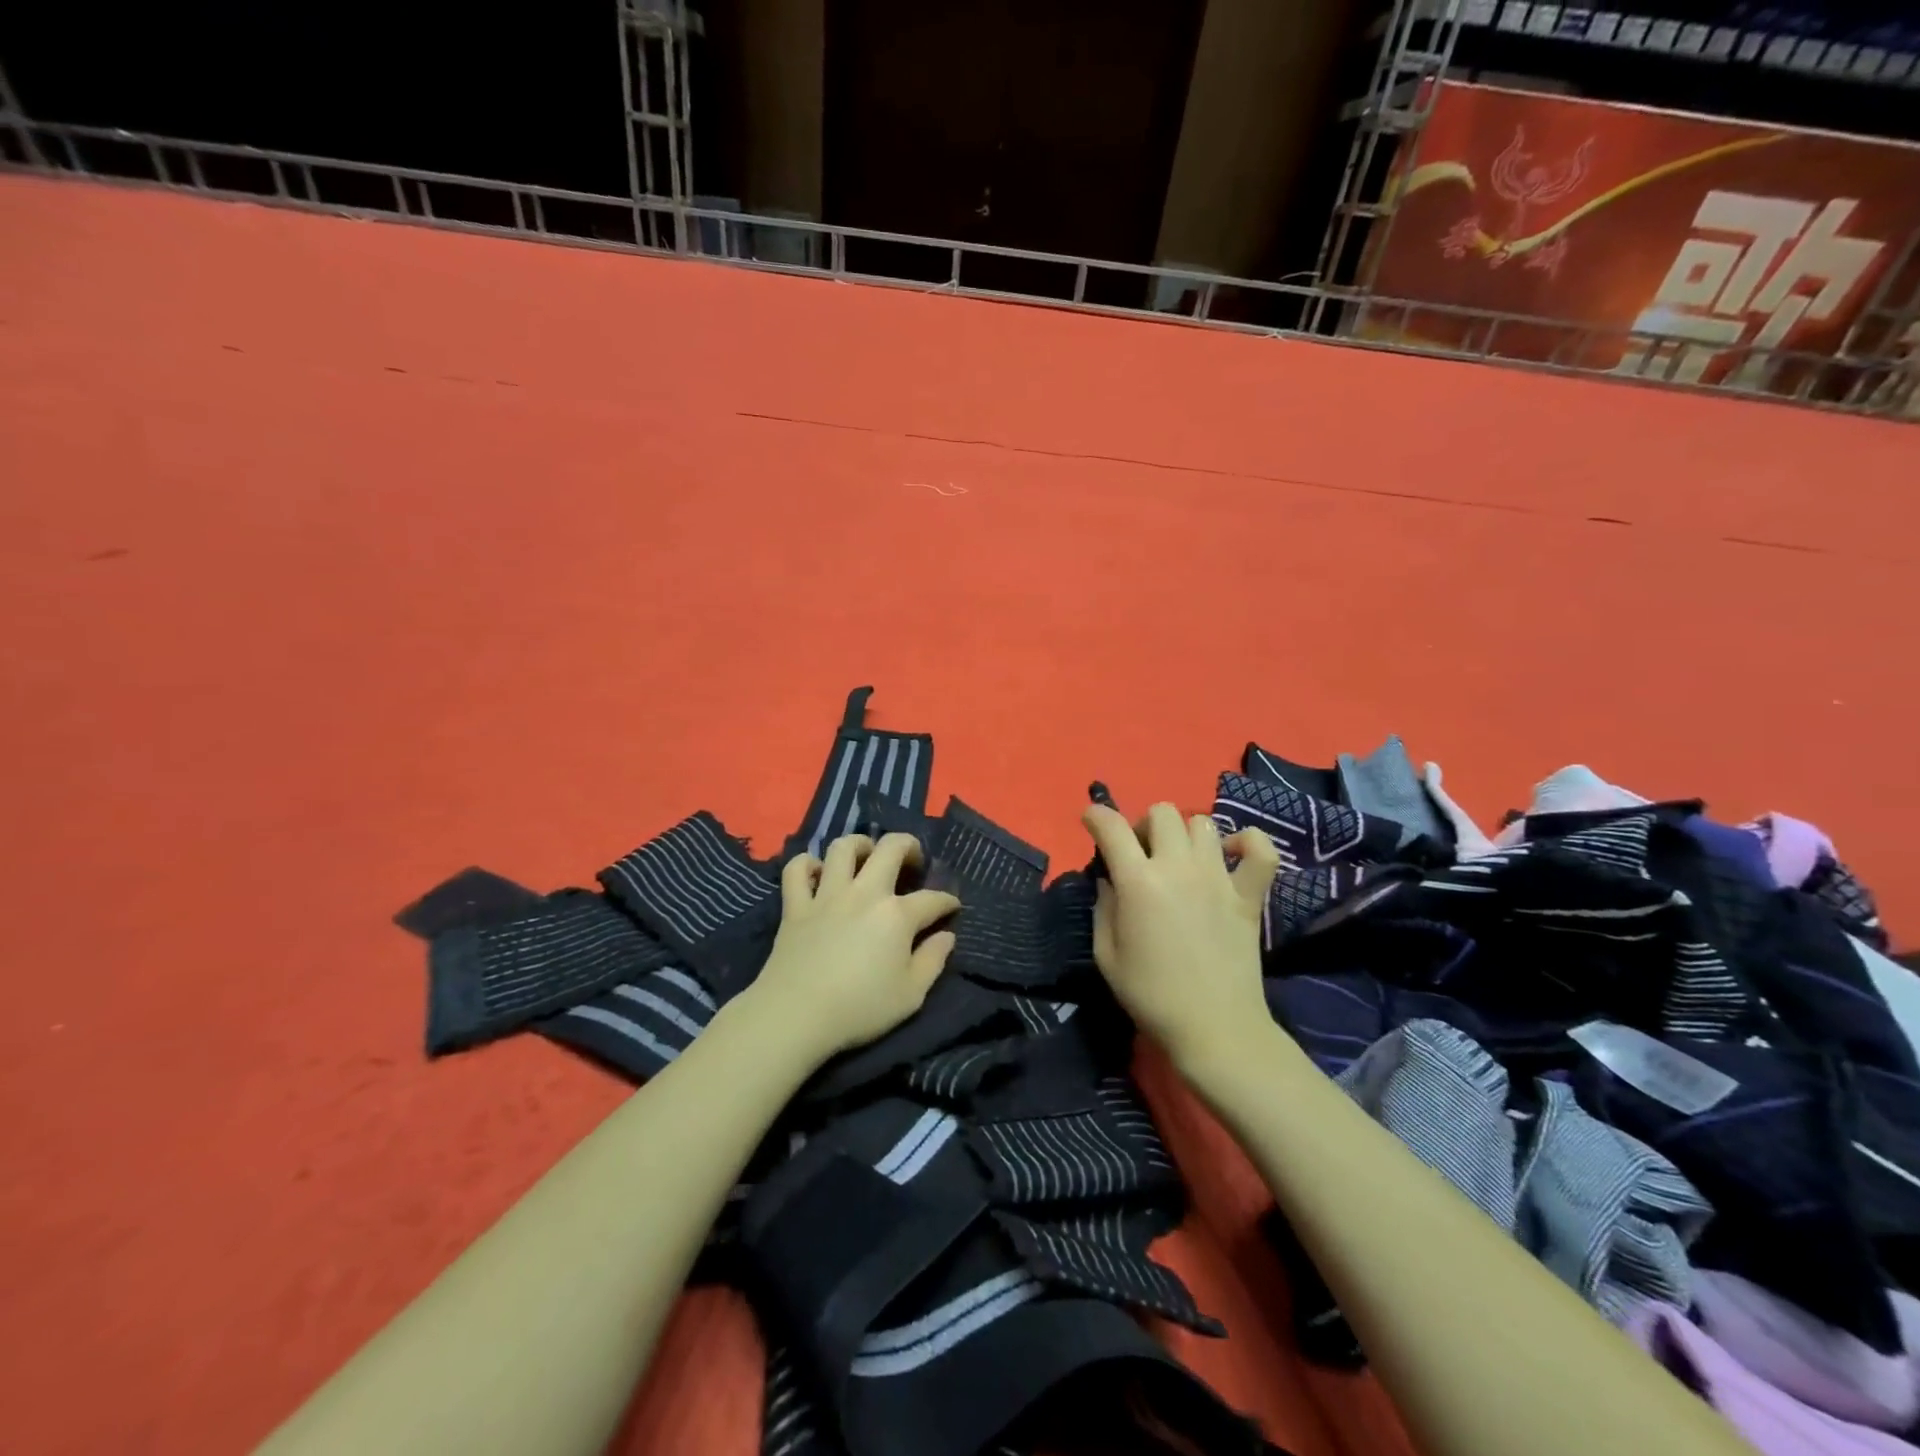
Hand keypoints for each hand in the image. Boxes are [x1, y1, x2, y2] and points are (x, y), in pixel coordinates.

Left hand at [743, 832, 960, 1064]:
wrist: (796, 1014)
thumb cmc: (860, 1008)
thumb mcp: (911, 995)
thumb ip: (933, 961)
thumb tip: (947, 936)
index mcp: (897, 915)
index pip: (932, 899)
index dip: (947, 901)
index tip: (952, 908)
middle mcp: (864, 893)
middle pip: (890, 848)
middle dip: (909, 846)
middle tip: (912, 860)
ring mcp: (827, 895)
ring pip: (843, 847)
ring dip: (860, 844)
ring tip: (867, 855)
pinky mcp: (795, 905)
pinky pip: (797, 870)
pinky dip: (806, 864)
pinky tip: (817, 873)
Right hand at [1082, 803, 1279, 1070]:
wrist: (1214, 1029)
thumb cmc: (1151, 995)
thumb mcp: (1106, 955)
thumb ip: (1103, 908)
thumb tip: (1110, 880)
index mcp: (1138, 882)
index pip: (1112, 827)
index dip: (1096, 815)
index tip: (1091, 821)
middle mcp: (1179, 867)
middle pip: (1162, 812)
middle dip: (1143, 824)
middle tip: (1140, 854)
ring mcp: (1219, 878)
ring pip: (1203, 822)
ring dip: (1184, 833)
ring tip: (1180, 859)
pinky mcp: (1250, 894)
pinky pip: (1260, 850)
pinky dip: (1247, 843)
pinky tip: (1231, 855)